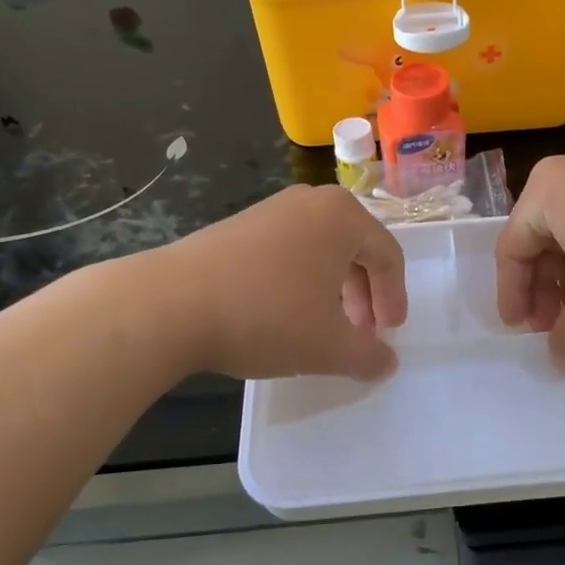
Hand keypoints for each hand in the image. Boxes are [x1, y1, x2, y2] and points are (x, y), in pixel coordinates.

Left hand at [158, 184, 407, 381]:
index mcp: (342, 217)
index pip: (387, 255)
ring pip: (320, 250)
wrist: (170, 304)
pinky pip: (287, 250)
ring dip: (332, 289)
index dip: (394, 298)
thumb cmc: (266, 316)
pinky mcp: (238, 226)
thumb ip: (369, 356)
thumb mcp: (329, 346)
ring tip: (323, 326)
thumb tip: (387, 362)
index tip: (389, 334)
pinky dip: (299, 281)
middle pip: (355, 248)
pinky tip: (282, 313)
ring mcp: (270, 209)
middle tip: (360, 332)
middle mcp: (310, 202)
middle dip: (363, 294)